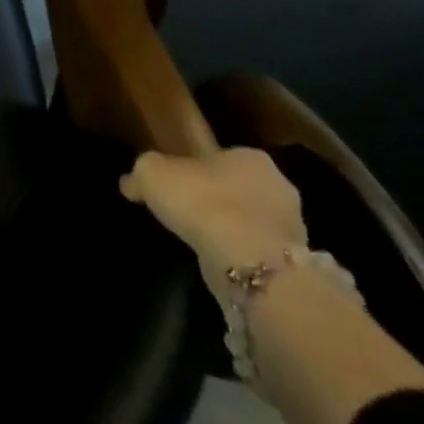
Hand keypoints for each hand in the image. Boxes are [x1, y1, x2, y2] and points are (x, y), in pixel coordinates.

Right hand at [121, 148, 308, 299]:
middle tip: (191, 214)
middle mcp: (278, 186)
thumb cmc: (203, 203)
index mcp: (250, 156)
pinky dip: (243, 259)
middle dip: (220, 199)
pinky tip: (222, 266)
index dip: (197, 169)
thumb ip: (141, 173)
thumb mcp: (153, 174)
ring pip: (253, 223)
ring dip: (233, 231)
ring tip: (204, 245)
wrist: (250, 265)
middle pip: (240, 189)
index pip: (221, 157)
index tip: (179, 185)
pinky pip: (260, 255)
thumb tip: (129, 182)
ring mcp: (292, 229)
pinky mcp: (295, 268)